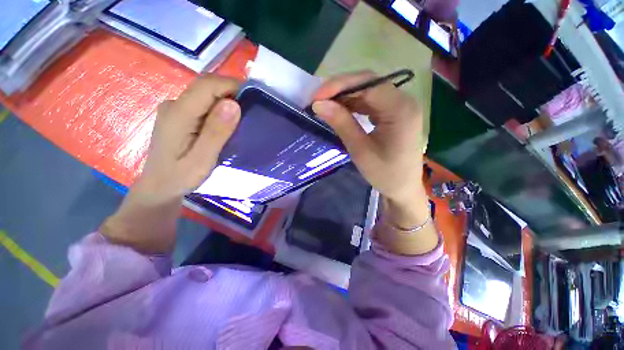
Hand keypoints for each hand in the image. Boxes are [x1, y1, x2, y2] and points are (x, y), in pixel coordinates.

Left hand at [135, 75, 240, 201]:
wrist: (159, 187)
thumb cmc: (180, 178)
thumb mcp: (202, 159)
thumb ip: (216, 132)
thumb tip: (233, 104)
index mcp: (178, 114)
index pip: (207, 85)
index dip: (232, 85)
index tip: (253, 98)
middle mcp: (174, 105)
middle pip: (206, 86)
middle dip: (231, 91)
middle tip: (252, 109)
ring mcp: (175, 109)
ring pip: (205, 94)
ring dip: (227, 100)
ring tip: (244, 117)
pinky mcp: (179, 116)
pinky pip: (203, 103)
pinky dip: (219, 108)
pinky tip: (227, 123)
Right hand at [312, 71, 436, 254]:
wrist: (403, 188)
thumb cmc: (385, 174)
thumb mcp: (360, 150)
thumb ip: (341, 123)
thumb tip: (318, 104)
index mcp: (401, 109)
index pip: (368, 83)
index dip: (339, 85)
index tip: (316, 98)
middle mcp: (404, 101)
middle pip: (368, 83)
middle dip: (340, 89)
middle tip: (317, 101)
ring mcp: (399, 106)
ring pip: (368, 91)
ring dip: (345, 97)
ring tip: (325, 106)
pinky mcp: (394, 113)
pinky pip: (371, 102)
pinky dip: (353, 105)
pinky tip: (340, 111)